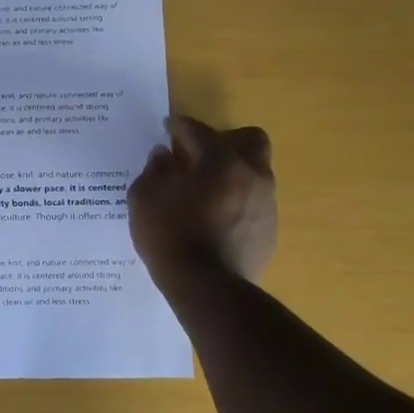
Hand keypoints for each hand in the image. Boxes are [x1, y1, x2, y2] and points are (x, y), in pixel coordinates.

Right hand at [128, 116, 276, 282]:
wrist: (205, 286)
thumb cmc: (169, 235)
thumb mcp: (145, 198)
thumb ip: (154, 170)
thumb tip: (163, 156)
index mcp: (221, 161)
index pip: (199, 132)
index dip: (180, 126)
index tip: (168, 126)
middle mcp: (252, 175)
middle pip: (250, 139)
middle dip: (225, 140)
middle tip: (198, 154)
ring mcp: (266, 204)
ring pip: (254, 173)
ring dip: (231, 173)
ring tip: (203, 192)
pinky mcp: (268, 231)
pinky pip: (253, 203)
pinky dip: (235, 202)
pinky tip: (213, 220)